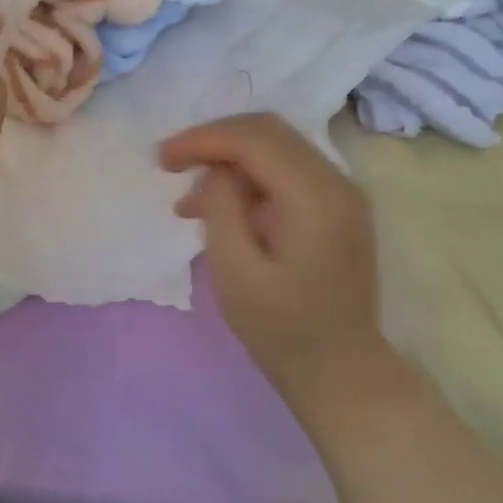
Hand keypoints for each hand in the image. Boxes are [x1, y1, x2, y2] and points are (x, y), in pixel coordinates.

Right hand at [159, 114, 386, 394]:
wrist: (340, 370)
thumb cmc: (282, 329)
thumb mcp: (235, 272)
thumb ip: (222, 208)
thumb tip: (217, 171)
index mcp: (316, 197)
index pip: (255, 139)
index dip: (203, 139)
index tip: (161, 158)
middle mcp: (337, 183)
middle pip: (268, 132)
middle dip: (214, 140)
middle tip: (171, 164)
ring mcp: (341, 194)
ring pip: (276, 148)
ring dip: (229, 160)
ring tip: (188, 200)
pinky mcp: (335, 209)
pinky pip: (286, 172)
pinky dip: (248, 179)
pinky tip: (219, 208)